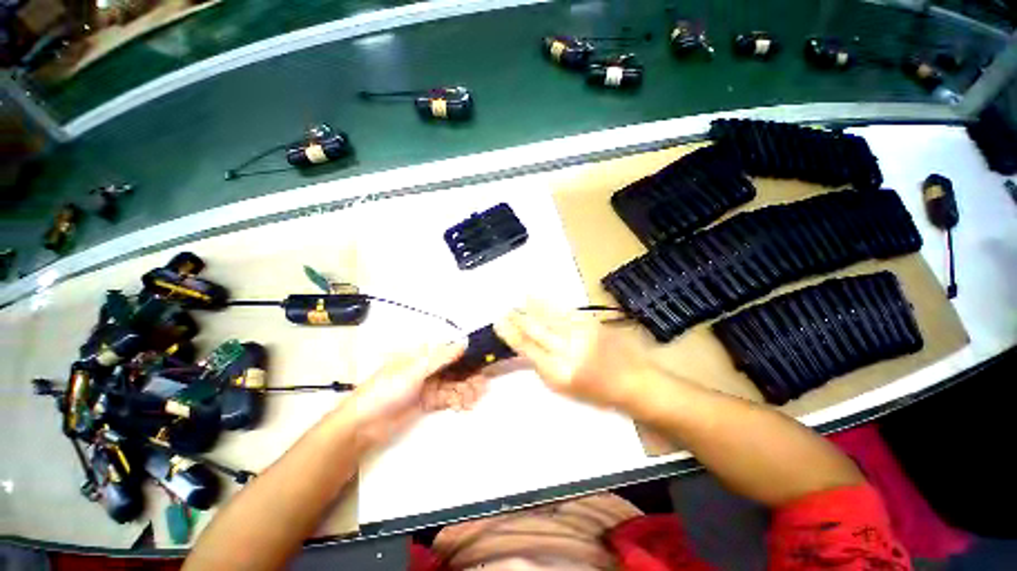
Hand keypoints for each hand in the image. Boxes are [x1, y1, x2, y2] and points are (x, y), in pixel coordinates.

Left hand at [341, 342, 488, 447]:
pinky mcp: (428, 402)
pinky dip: (458, 400)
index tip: (484, 361)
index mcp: (422, 355)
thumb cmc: (387, 390)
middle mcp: (427, 367)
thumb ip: (440, 357)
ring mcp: (428, 385)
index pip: (450, 351)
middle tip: (483, 386)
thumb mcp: (414, 370)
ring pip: (453, 384)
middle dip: (469, 376)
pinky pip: (447, 398)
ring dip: (465, 390)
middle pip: (454, 368)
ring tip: (474, 399)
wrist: (363, 425)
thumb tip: (464, 343)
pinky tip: (465, 405)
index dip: (468, 355)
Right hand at [494, 299, 649, 410]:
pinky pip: (564, 310)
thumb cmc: (597, 393)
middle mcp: (567, 351)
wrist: (635, 381)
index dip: (511, 333)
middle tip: (505, 312)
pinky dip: (548, 303)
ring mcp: (580, 334)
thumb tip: (524, 348)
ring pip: (548, 316)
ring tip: (519, 301)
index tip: (499, 323)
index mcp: (558, 373)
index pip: (527, 348)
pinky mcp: (591, 322)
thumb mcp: (565, 388)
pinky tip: (537, 298)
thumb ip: (542, 367)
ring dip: (530, 307)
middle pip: (535, 330)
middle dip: (517, 319)